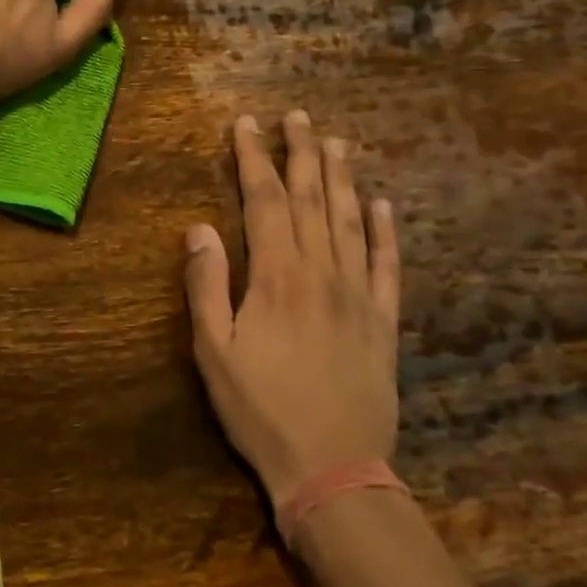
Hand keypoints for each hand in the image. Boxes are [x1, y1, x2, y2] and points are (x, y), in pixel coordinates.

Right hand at [183, 111, 401, 501]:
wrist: (333, 469)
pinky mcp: (383, 321)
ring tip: (336, 142)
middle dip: (301, 153)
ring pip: (350, 221)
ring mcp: (358, 294)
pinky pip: (387, 265)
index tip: (247, 125)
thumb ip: (206, 286)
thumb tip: (199, 228)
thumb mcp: (214, 352)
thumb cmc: (261, 410)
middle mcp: (321, 272)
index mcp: (277, 277)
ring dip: (341, 178)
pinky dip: (385, 231)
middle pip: (312, 199)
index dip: (254, 159)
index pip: (265, 201)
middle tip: (297, 116)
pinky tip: (383, 205)